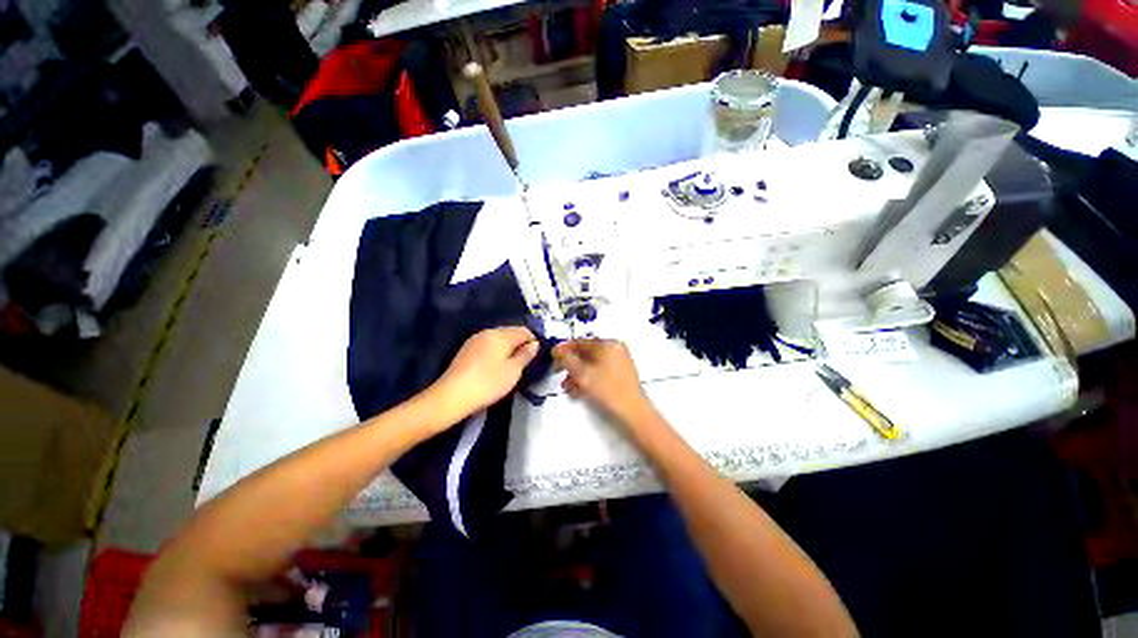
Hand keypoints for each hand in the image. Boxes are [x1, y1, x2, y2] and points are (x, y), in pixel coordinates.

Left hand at [427, 327, 538, 426]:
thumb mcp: (513, 371)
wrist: (452, 396)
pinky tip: (496, 366)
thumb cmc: (488, 383)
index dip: (533, 341)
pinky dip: (496, 351)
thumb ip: (526, 355)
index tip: (537, 356)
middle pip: (511, 332)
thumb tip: (534, 344)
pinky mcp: (467, 350)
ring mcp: (475, 340)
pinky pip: (488, 345)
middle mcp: (488, 332)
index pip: (524, 331)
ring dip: (508, 348)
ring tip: (512, 365)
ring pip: (499, 339)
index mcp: (501, 335)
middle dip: (520, 343)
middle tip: (526, 362)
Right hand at [553, 339, 654, 426]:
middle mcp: (615, 349)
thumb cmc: (608, 389)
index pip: (581, 342)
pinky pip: (599, 372)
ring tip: (568, 386)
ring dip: (577, 373)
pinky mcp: (619, 375)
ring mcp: (618, 362)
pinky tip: (578, 390)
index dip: (565, 349)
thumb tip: (557, 351)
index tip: (552, 357)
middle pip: (586, 353)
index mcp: (609, 344)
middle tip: (558, 373)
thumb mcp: (583, 374)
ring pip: (591, 364)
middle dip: (570, 364)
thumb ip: (567, 360)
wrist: (633, 412)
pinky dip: (587, 379)